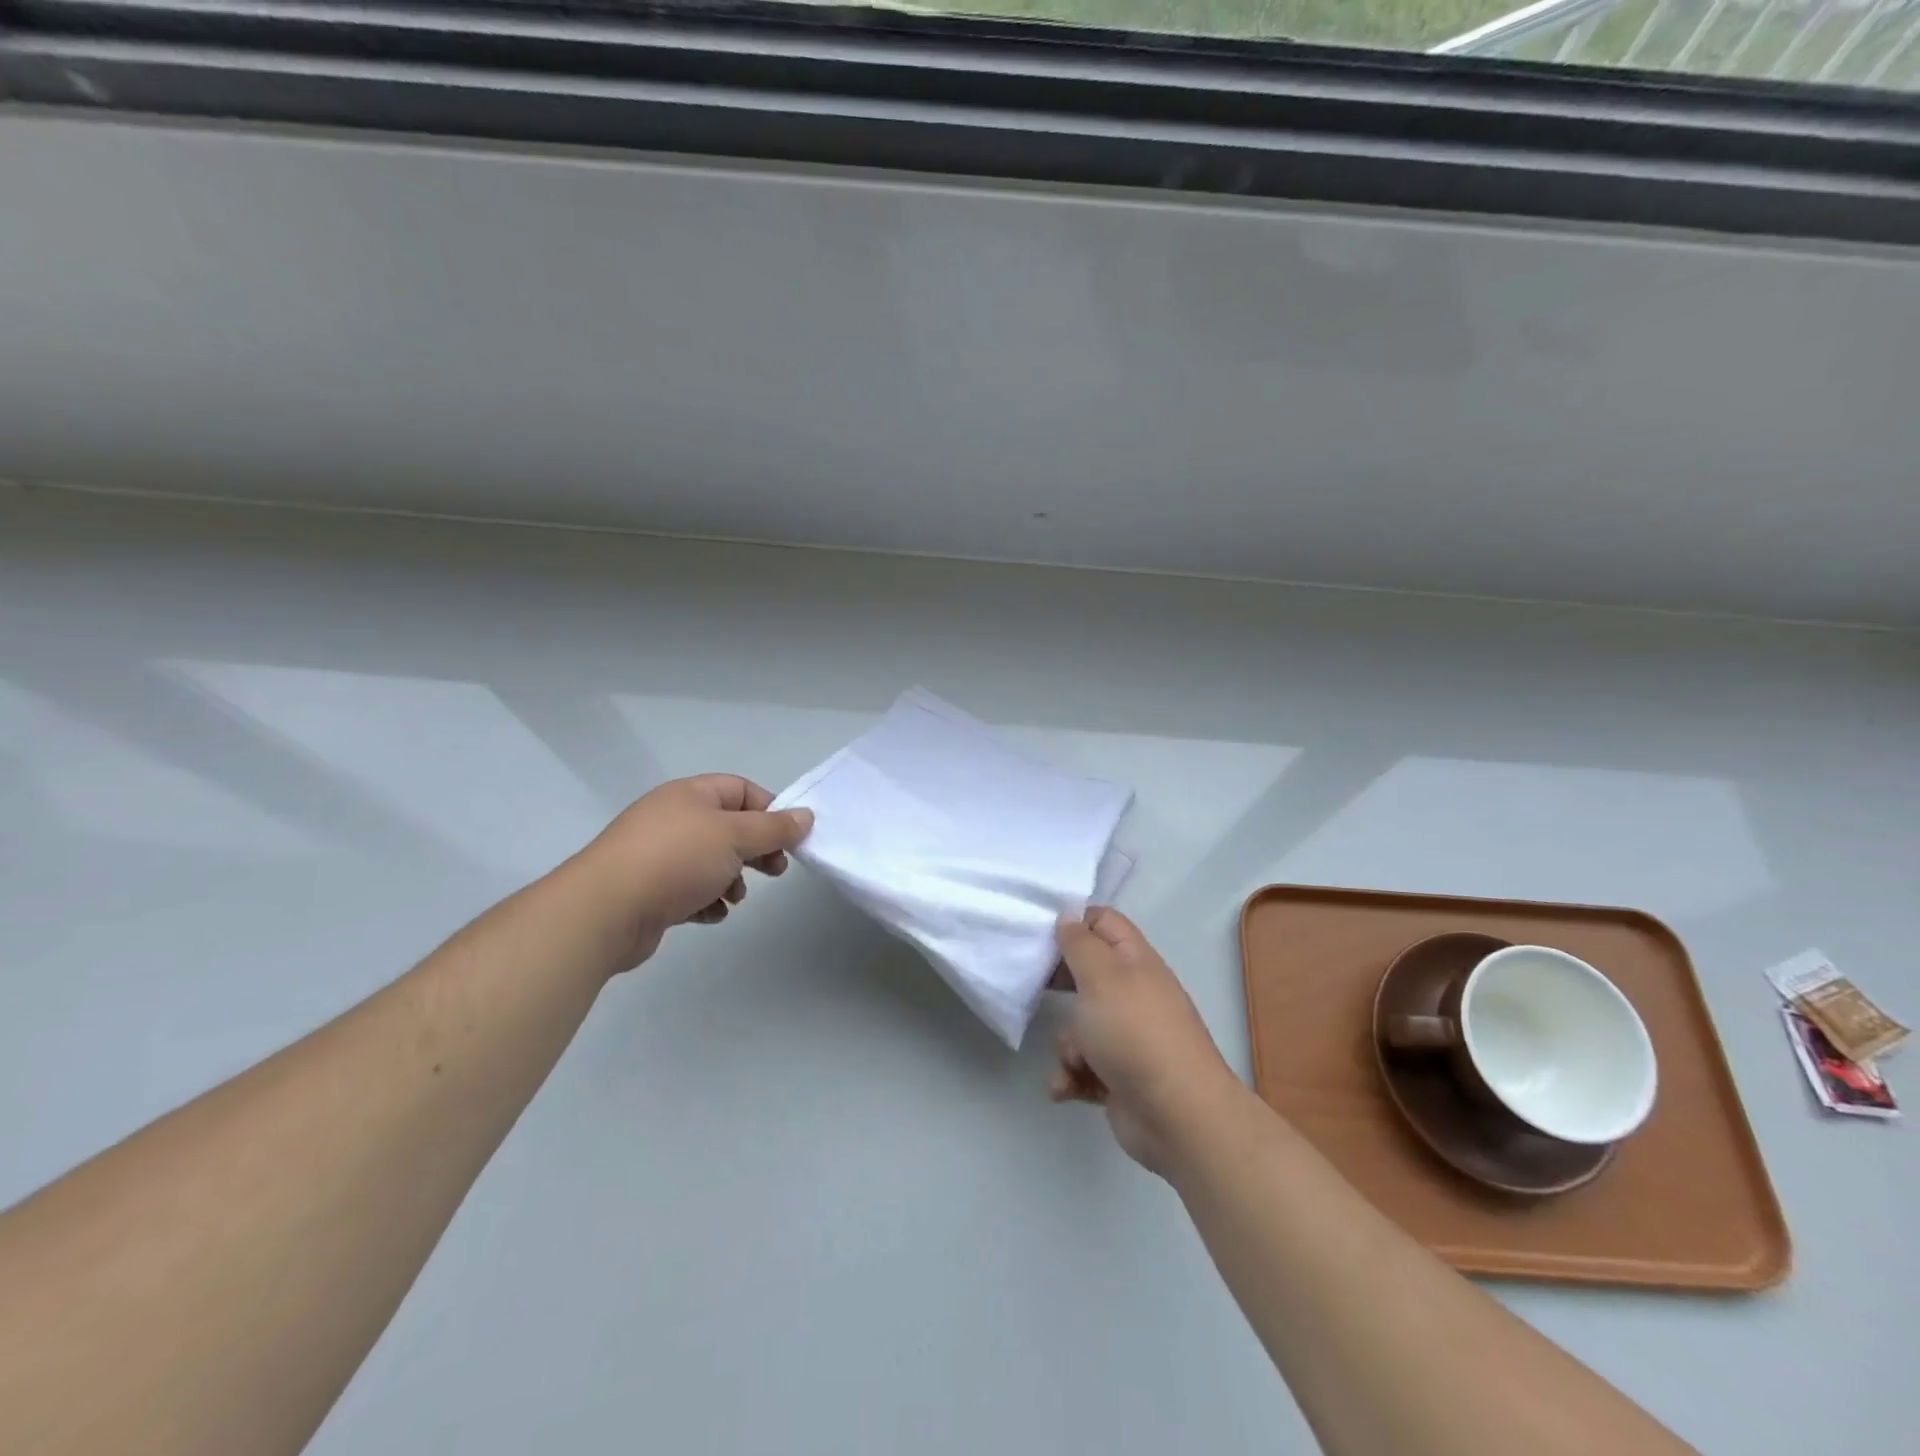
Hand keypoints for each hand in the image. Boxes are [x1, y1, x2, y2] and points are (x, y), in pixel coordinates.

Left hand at [568, 774, 813, 972]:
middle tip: (775, 870)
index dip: (770, 810)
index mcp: (690, 795)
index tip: (789, 838)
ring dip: (732, 879)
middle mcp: (673, 819)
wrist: (604, 911)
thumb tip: (806, 816)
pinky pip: (690, 890)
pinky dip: (707, 901)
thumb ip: (774, 828)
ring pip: (711, 862)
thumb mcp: (735, 837)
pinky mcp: (649, 891)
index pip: (741, 790)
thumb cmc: (675, 860)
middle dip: (755, 850)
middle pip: (729, 828)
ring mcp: (657, 856)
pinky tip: (711, 913)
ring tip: (735, 897)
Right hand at [1050, 908, 1239, 1175]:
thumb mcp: (1101, 977)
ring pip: (1080, 1027)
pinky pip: (1083, 1067)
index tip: (1040, 934)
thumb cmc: (1135, 1033)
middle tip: (1035, 987)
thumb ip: (1080, 943)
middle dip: (1060, 984)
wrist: (1177, 1116)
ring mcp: (1128, 1038)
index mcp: (1135, 961)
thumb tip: (1069, 918)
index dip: (1073, 922)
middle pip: (1088, 974)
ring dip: (1067, 1044)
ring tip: (1074, 1060)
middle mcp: (1133, 994)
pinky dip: (1072, 1077)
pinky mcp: (1119, 1077)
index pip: (1103, 923)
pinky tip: (1068, 1088)